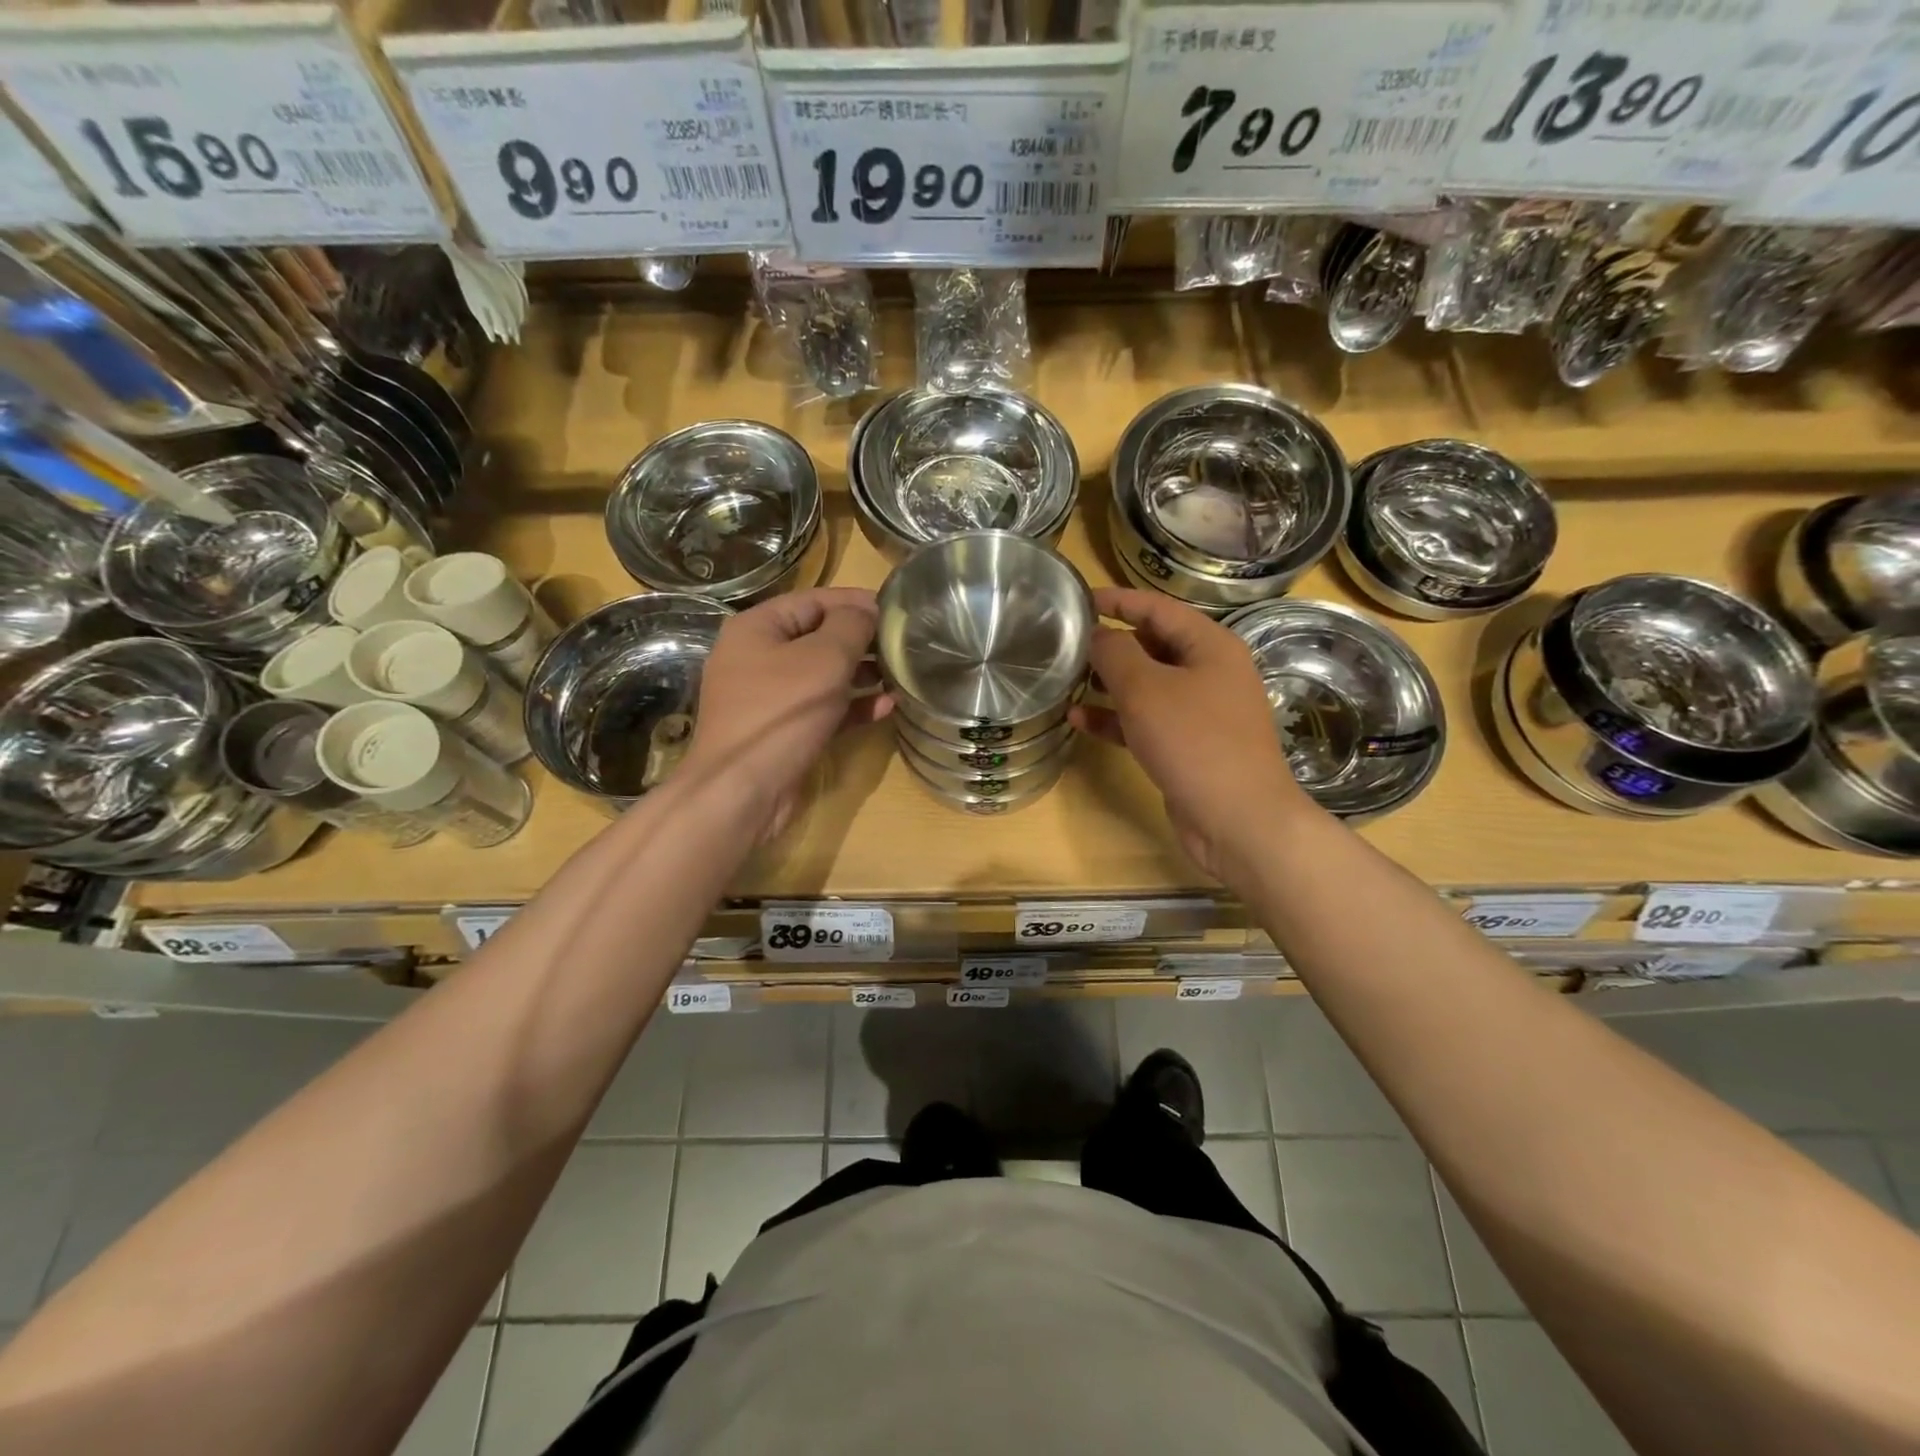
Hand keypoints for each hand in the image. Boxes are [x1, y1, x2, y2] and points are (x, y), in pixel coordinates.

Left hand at [680, 588, 890, 839]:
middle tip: (902, 644)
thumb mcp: (824, 659)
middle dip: (860, 640)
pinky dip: (851, 706)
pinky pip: (822, 709)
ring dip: (860, 674)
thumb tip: (867, 611)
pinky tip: (886, 708)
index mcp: (756, 628)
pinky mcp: (783, 731)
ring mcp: (768, 698)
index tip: (894, 609)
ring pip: (822, 676)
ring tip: (899, 674)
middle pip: (817, 637)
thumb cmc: (782, 712)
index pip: (811, 601)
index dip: (854, 602)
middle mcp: (757, 657)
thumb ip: (851, 627)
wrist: (743, 791)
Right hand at [1069, 587, 1311, 884]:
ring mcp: (1200, 712)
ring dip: (1108, 683)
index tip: (1079, 599)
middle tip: (1067, 644)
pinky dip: (1115, 718)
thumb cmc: (1194, 741)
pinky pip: (1146, 721)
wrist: (1238, 819)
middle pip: (1153, 645)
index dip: (1118, 600)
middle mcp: (1209, 672)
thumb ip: (1115, 653)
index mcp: (1210, 646)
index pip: (1159, 608)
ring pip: (1147, 686)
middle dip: (1110, 644)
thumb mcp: (1146, 689)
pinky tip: (1079, 720)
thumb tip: (1097, 635)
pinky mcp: (1187, 746)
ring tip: (1067, 680)